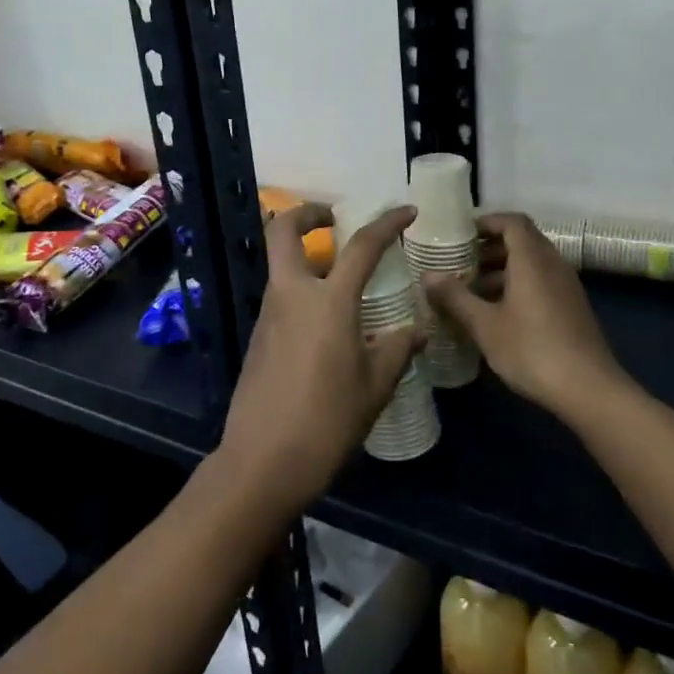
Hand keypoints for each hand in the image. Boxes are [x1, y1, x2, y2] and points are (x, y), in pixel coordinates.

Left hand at [216, 202, 426, 511]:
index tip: (406, 212)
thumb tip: (416, 329)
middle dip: (306, 214)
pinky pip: (280, 299)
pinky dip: (301, 293)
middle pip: (283, 231)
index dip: (386, 223)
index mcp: (328, 302)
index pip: (361, 246)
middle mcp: (292, 296)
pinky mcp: (257, 338)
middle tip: (333, 219)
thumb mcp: (374, 387)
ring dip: (305, 258)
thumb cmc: (327, 421)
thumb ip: (396, 350)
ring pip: (281, 266)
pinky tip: (325, 326)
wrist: (263, 461)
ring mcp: (268, 316)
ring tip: (342, 281)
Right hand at [423, 212, 632, 421]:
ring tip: (470, 290)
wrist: (588, 389)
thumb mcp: (485, 325)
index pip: (512, 222)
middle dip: (489, 248)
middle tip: (458, 263)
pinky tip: (496, 313)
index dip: (486, 222)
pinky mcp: (571, 307)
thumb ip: (455, 297)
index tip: (460, 235)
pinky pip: (540, 282)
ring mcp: (566, 286)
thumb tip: (427, 275)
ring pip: (531, 264)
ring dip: (501, 269)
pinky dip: (516, 286)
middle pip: (521, 241)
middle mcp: (553, 264)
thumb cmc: (532, 350)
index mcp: (532, 259)